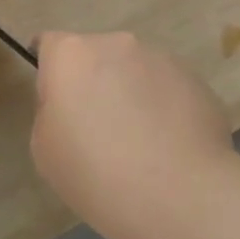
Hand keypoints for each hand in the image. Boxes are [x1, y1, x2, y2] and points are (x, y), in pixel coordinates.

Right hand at [30, 32, 235, 238]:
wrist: (181, 195)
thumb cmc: (97, 174)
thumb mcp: (45, 150)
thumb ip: (51, 112)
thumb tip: (72, 104)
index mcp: (71, 55)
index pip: (49, 44)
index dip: (49, 71)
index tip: (55, 103)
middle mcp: (115, 44)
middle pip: (94, 56)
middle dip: (93, 82)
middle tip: (98, 129)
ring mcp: (159, 58)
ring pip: (133, 70)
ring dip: (130, 93)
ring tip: (140, 143)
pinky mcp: (194, 79)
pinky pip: (166, 88)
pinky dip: (162, 108)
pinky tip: (169, 147)